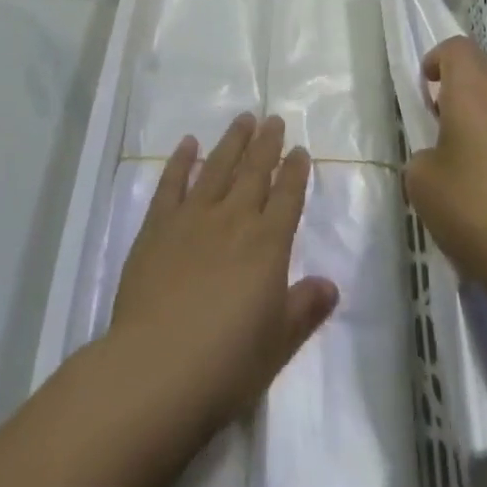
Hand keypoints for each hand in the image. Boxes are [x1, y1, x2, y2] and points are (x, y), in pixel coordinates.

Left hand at [112, 114, 337, 436]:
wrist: (156, 368)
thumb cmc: (225, 365)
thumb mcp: (278, 345)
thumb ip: (304, 309)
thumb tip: (331, 284)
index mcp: (267, 245)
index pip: (287, 197)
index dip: (295, 172)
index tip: (299, 150)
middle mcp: (234, 220)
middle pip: (254, 172)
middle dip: (267, 144)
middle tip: (274, 119)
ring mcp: (193, 218)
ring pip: (218, 167)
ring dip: (232, 141)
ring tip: (244, 118)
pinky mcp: (157, 226)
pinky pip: (172, 183)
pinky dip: (182, 160)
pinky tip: (189, 143)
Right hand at [404, 36, 486, 315]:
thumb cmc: (475, 209)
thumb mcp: (421, 183)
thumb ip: (423, 158)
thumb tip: (438, 160)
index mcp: (475, 90)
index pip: (457, 48)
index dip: (437, 60)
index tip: (425, 87)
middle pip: (484, 72)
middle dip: (459, 88)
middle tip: (440, 122)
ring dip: (483, 120)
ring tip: (466, 163)